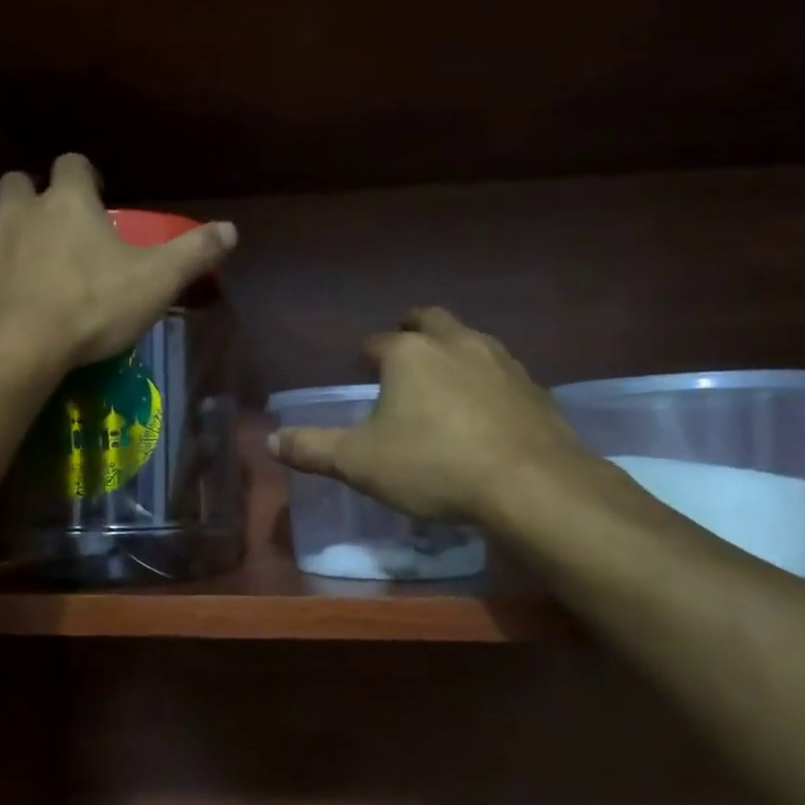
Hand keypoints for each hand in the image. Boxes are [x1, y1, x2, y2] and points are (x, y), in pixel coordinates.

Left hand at [0, 154, 236, 368]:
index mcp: (67, 201)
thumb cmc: (90, 306)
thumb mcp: (155, 281)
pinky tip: (10, 297)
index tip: (97, 192)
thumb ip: (192, 254)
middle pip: (20, 182)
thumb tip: (231, 230)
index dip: (85, 175)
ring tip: (33, 263)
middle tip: (58, 225)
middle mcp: (21, 210)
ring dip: (12, 232)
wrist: (13, 347)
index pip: (72, 164)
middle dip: (37, 196)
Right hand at [269, 308, 608, 527]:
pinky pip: (502, 371)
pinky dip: (486, 380)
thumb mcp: (360, 463)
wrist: (531, 484)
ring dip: (452, 350)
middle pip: (429, 320)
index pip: (376, 343)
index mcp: (409, 354)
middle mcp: (455, 344)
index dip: (365, 356)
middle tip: (403, 352)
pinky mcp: (534, 387)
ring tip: (443, 379)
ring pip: (470, 339)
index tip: (361, 370)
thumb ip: (313, 450)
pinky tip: (485, 410)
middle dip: (412, 330)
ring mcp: (501, 361)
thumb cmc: (434, 465)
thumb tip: (270, 441)